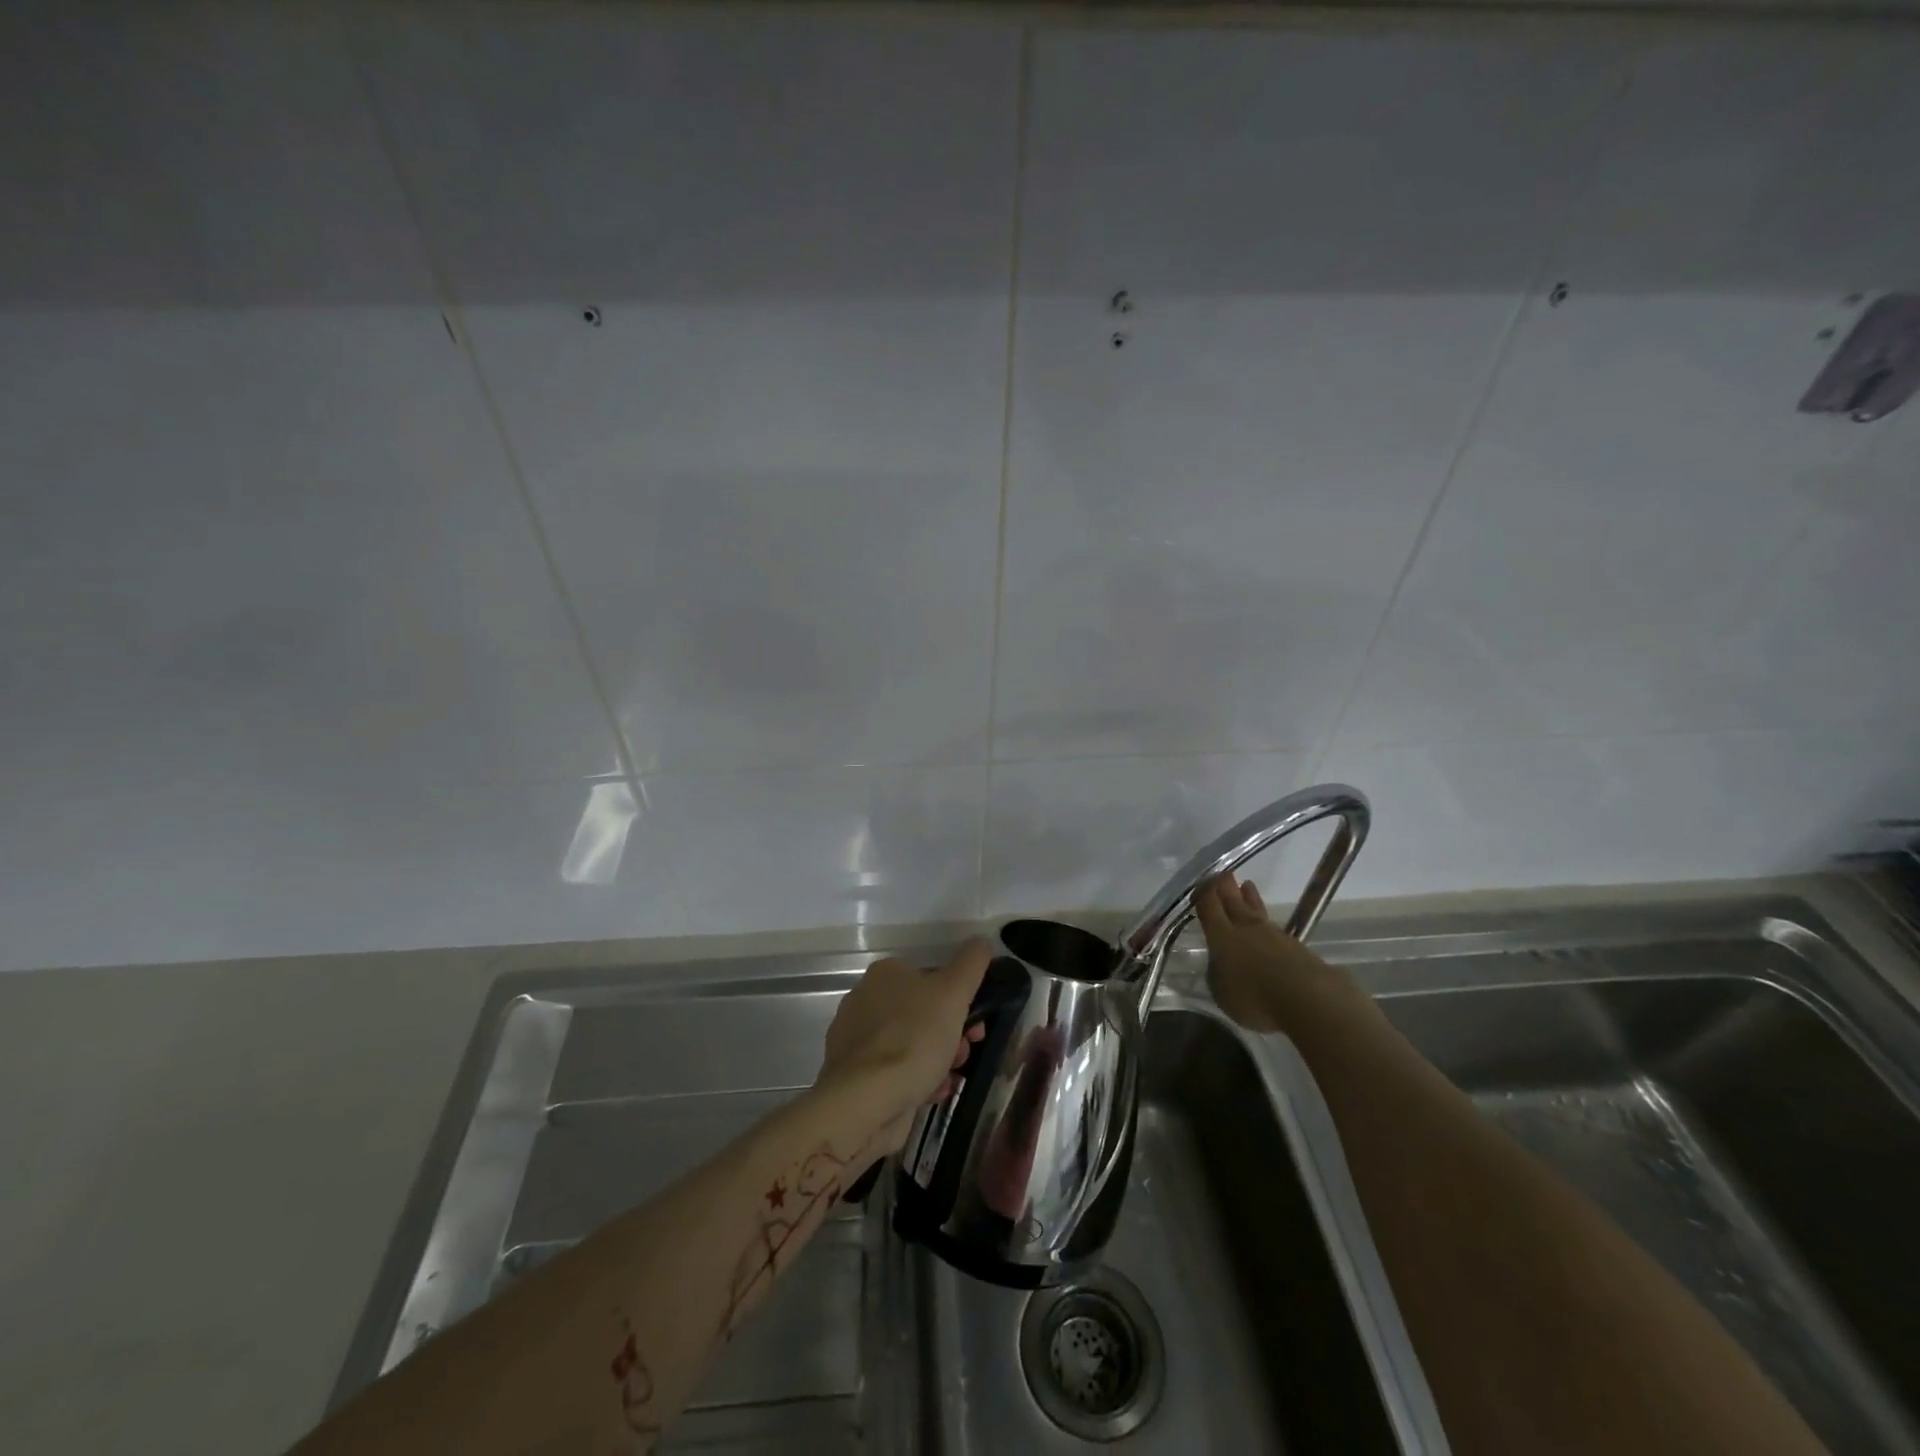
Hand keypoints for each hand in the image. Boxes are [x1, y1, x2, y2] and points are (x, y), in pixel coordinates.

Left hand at [817, 940, 990, 1152]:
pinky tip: (932, 1093)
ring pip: (913, 1043)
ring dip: (939, 1059)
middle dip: (952, 1033)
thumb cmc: (913, 1038)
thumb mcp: (953, 992)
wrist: (866, 1101)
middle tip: (965, 1052)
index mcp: (885, 973)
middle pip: (923, 1012)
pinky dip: (918, 1080)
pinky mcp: (857, 1075)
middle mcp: (866, 1000)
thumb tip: (981, 942)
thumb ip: (972, 963)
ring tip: (949, 1078)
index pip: (931, 977)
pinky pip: (897, 1071)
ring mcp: (858, 1039)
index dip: (960, 999)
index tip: (977, 1023)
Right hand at [1195, 873, 1341, 1032]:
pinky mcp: (1297, 946)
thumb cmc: (1255, 998)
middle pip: (1234, 902)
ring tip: (1247, 885)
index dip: (1203, 893)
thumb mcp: (1222, 992)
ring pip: (1257, 911)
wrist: (1309, 998)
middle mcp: (1246, 928)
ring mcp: (1274, 935)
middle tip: (1223, 872)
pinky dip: (1267, 924)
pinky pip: (1276, 929)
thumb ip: (1218, 973)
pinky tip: (1268, 927)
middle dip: (1226, 887)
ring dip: (1250, 898)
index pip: (1209, 906)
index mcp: (1222, 935)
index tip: (1200, 882)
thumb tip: (1220, 963)